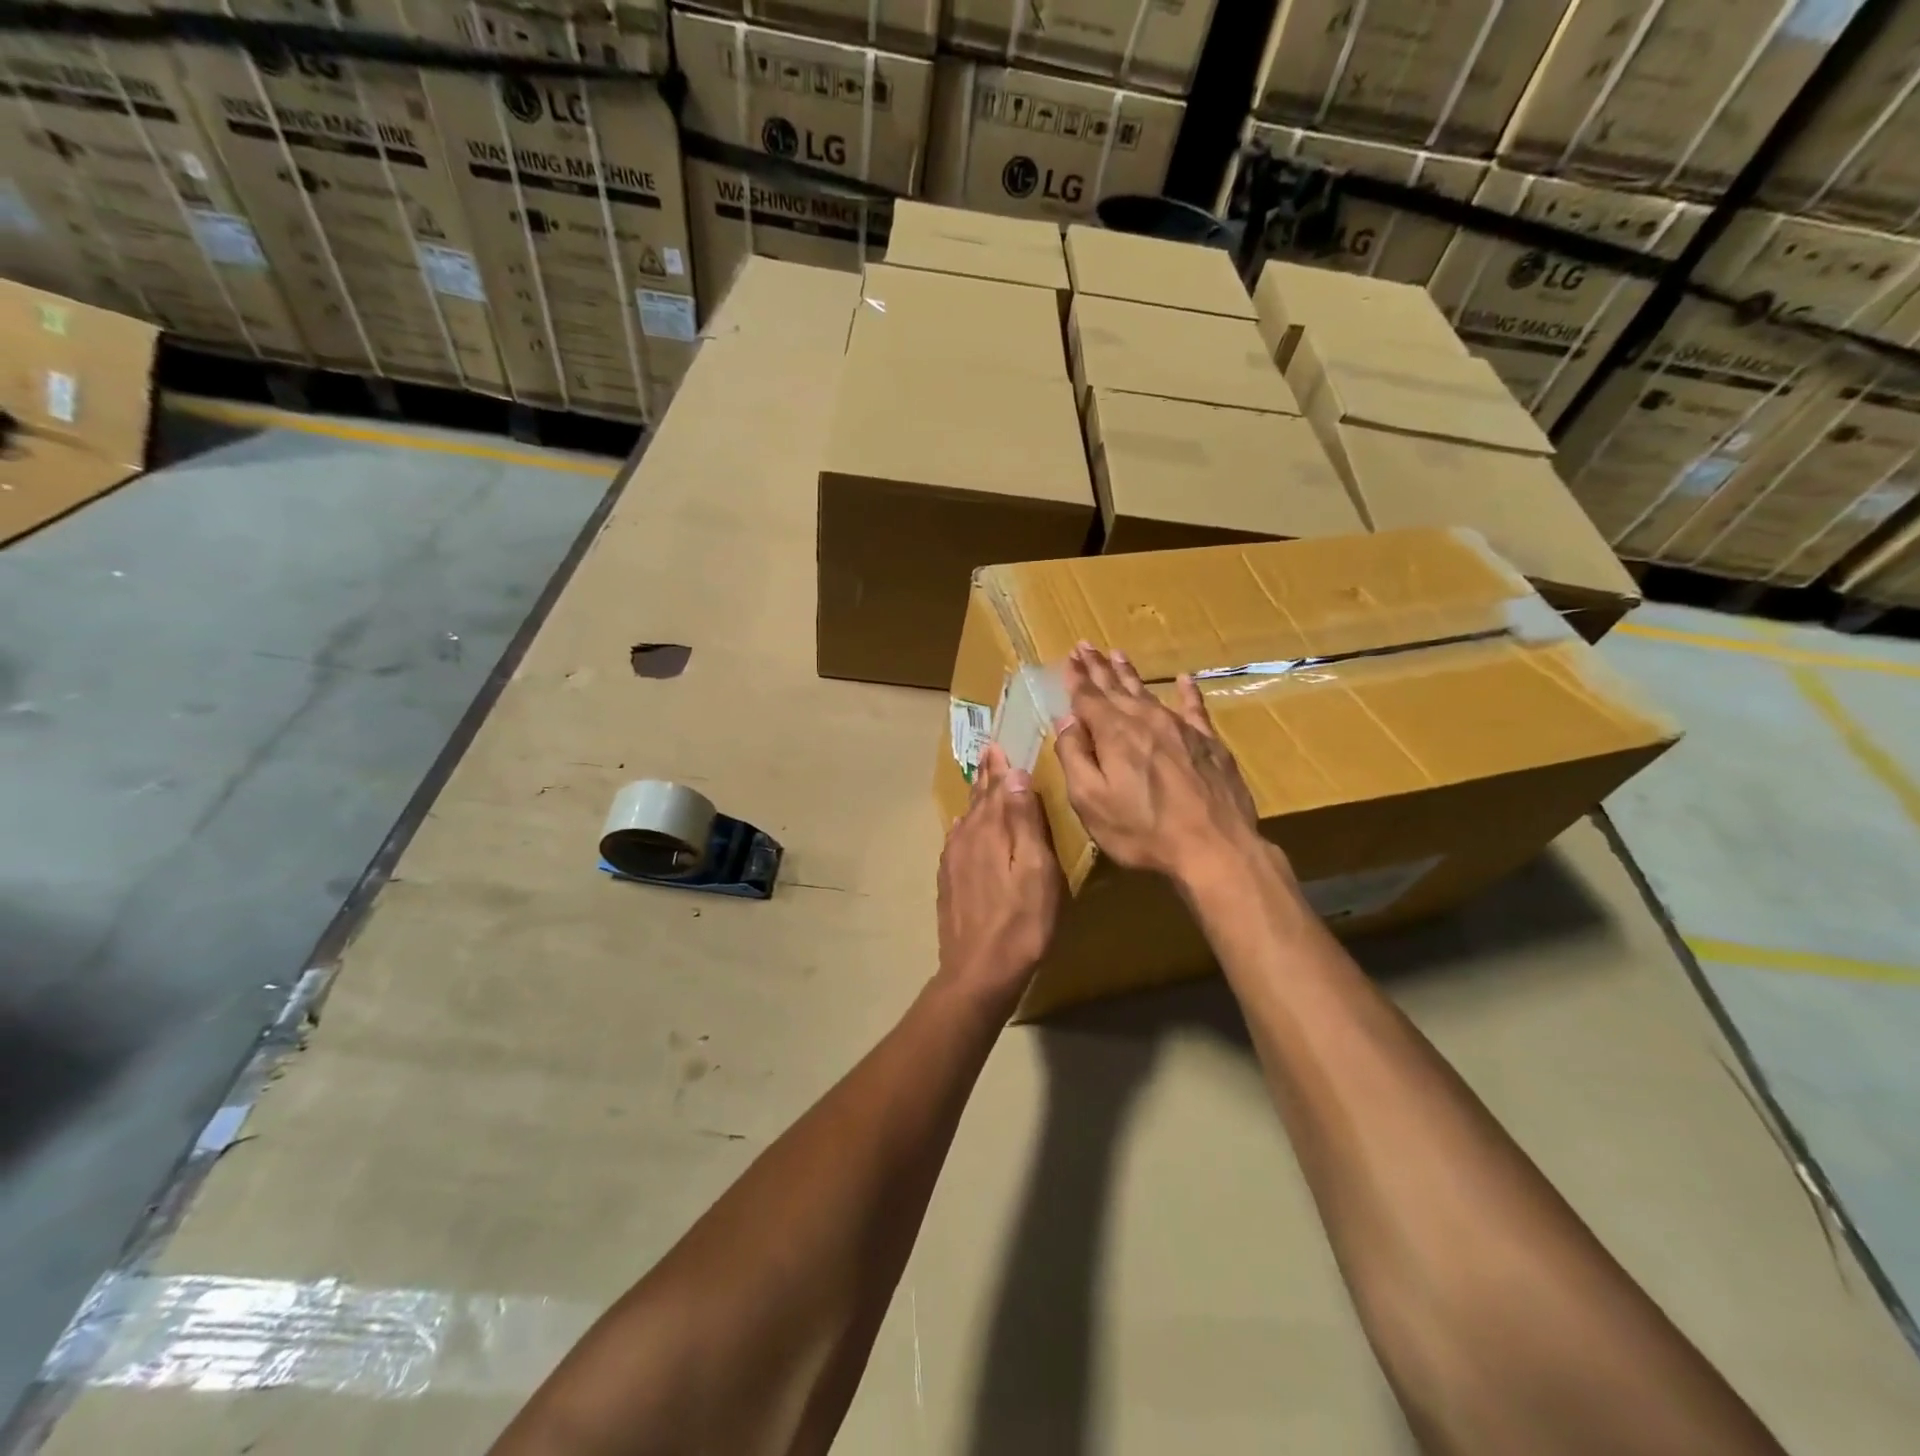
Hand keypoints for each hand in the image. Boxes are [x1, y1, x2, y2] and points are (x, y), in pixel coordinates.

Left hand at [936, 743, 1062, 1012]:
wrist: (979, 972)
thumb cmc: (1021, 921)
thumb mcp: (1037, 869)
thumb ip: (1025, 821)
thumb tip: (1014, 774)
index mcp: (990, 830)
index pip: (995, 787)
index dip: (998, 766)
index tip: (997, 744)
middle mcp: (966, 838)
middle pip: (978, 800)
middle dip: (986, 777)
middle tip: (988, 754)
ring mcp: (953, 861)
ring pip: (966, 820)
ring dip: (976, 800)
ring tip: (982, 785)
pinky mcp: (949, 882)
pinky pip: (957, 842)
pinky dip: (965, 827)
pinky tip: (965, 830)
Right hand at [1053, 644, 1264, 886]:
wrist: (1215, 847)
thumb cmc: (1143, 830)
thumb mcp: (1091, 801)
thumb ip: (1075, 757)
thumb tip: (1067, 721)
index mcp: (1114, 733)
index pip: (1088, 697)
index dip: (1075, 678)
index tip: (1068, 658)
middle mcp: (1146, 721)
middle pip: (1116, 687)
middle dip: (1098, 667)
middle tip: (1085, 646)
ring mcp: (1181, 729)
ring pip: (1149, 692)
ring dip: (1130, 673)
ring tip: (1117, 654)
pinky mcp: (1209, 743)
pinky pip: (1194, 708)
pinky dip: (1188, 692)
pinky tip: (1184, 679)